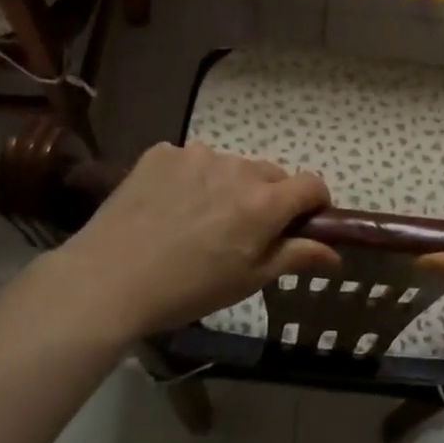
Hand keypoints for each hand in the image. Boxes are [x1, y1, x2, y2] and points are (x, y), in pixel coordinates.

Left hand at [41, 143, 340, 343]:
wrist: (108, 279)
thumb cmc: (187, 289)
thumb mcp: (248, 281)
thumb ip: (296, 257)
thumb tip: (335, 255)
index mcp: (264, 203)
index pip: (312, 184)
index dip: (315, 203)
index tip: (302, 224)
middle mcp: (237, 169)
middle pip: (270, 175)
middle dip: (268, 198)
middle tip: (242, 232)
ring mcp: (196, 156)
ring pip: (230, 166)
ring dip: (227, 186)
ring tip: (197, 220)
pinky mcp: (162, 153)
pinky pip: (191, 160)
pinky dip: (190, 178)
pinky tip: (167, 207)